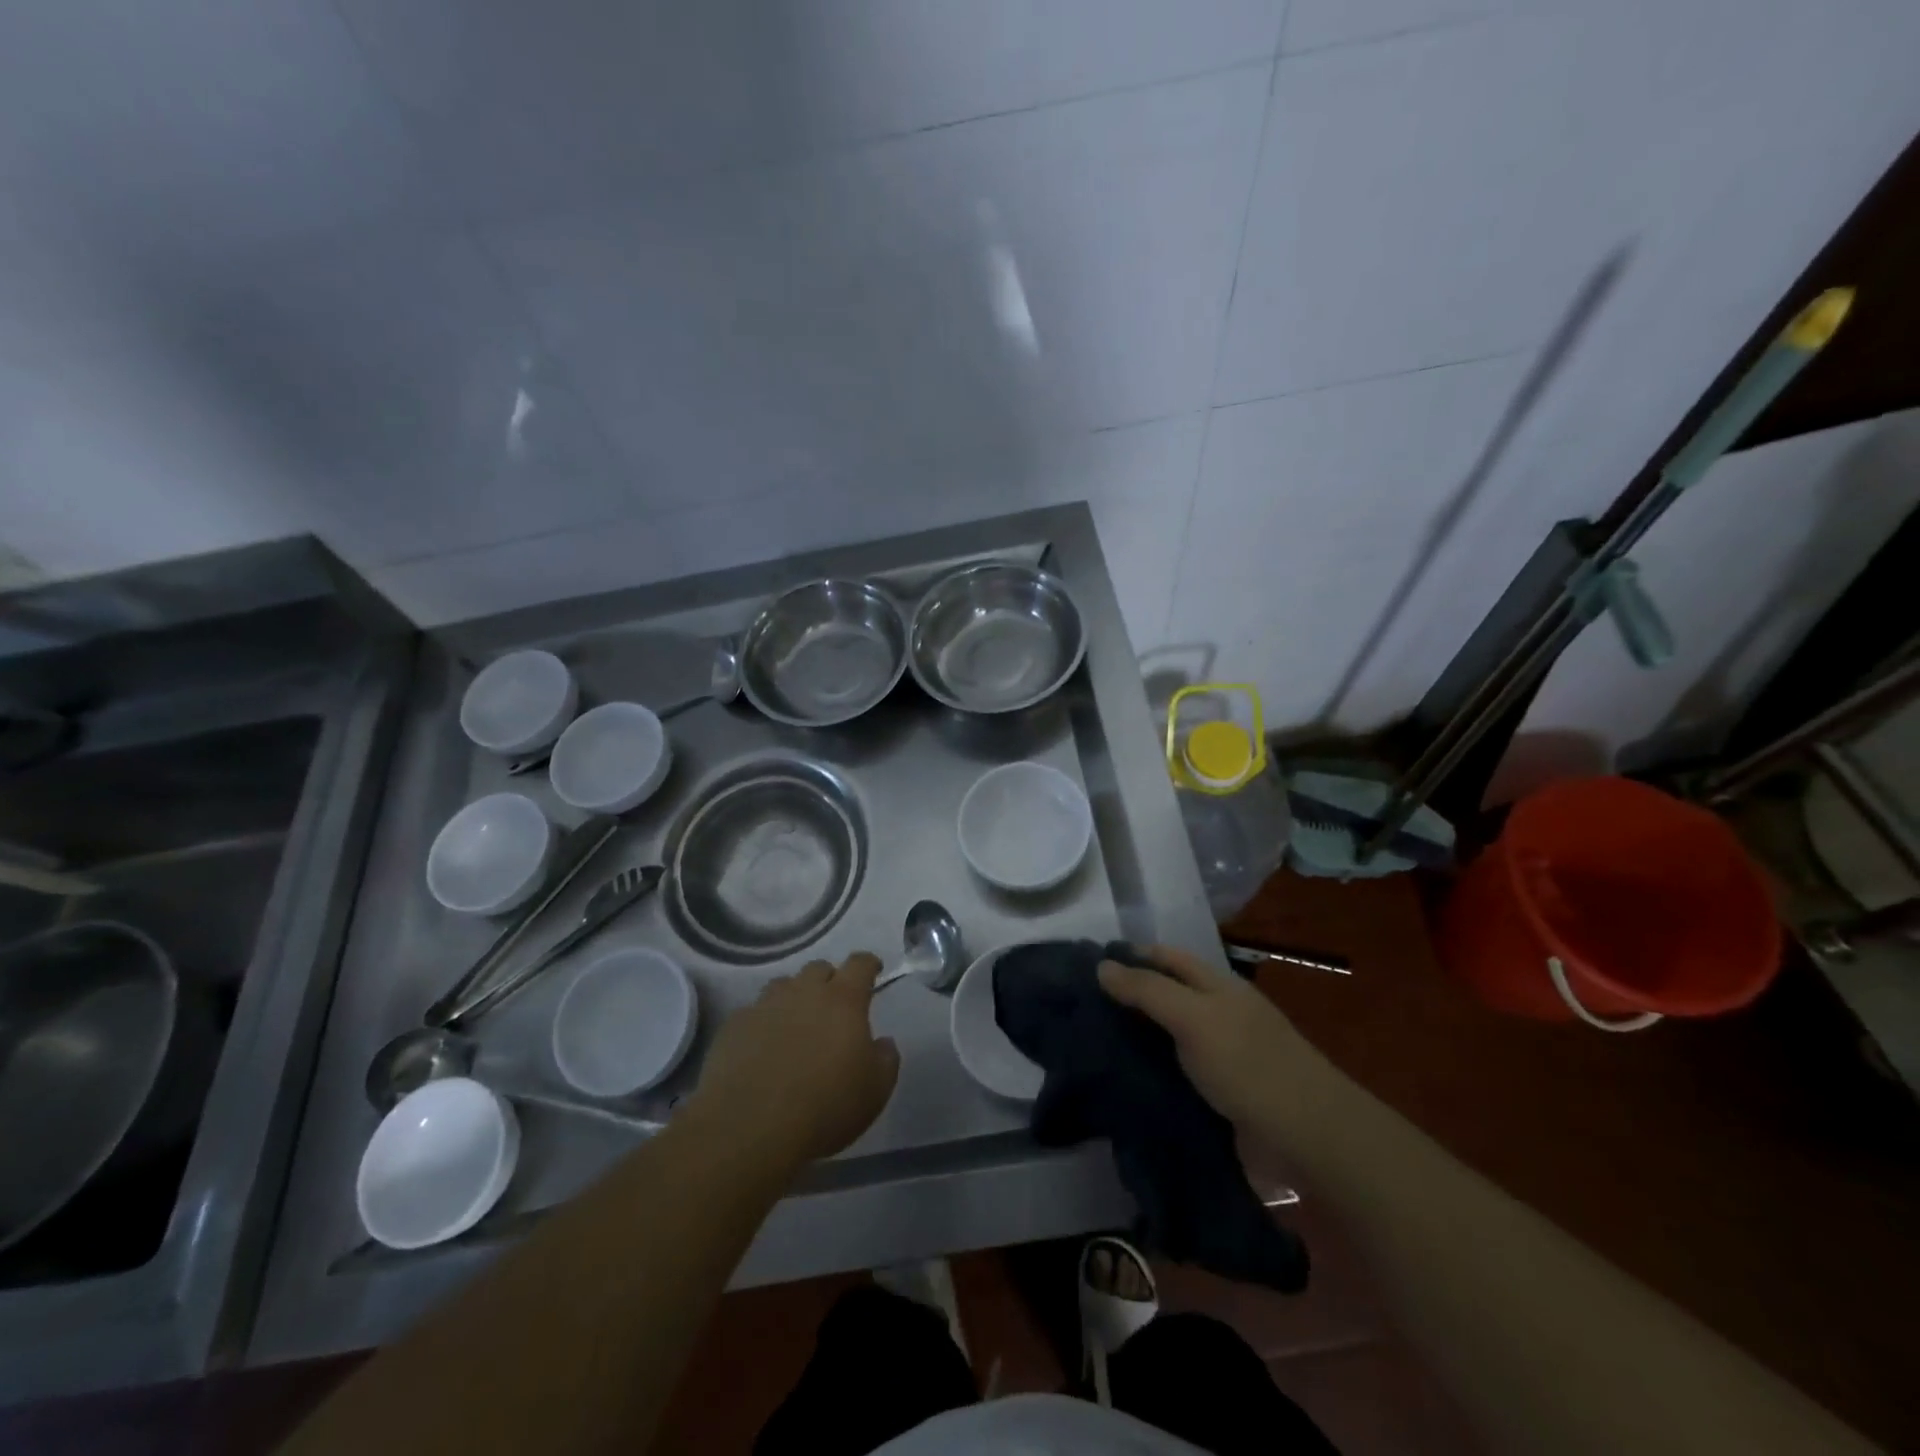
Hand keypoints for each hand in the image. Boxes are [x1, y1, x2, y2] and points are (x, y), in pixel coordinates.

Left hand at [688, 952, 899, 1170]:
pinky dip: (763, 1022)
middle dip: (829, 979)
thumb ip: (886, 1059)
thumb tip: (882, 1042)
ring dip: (794, 997)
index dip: (868, 964)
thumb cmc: (825, 1107)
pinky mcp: (734, 1026)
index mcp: (843, 1001)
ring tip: (796, 1022)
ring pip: (783, 985)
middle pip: (818, 968)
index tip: (873, 970)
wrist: (750, 1128)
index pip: (859, 964)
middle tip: (834, 1004)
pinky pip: (753, 1013)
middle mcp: (803, 992)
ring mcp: (765, 1006)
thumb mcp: (875, 1091)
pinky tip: (763, 1047)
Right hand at [1098, 943, 1302, 1133]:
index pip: (1165, 957)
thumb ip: (1147, 991)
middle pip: (1165, 995)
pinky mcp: (1218, 1094)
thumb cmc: (1247, 1064)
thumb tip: (1101, 965)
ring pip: (1167, 1036)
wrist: (1305, 1137)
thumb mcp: (1193, 1017)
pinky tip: (1122, 1080)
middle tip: (1079, 1007)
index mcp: (1216, 985)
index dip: (1130, 956)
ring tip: (1090, 1043)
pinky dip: (1150, 1072)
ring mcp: (1219, 1055)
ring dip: (1135, 1038)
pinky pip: (1175, 1073)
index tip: (1086, 965)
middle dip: (1127, 998)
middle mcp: (1217, 1013)